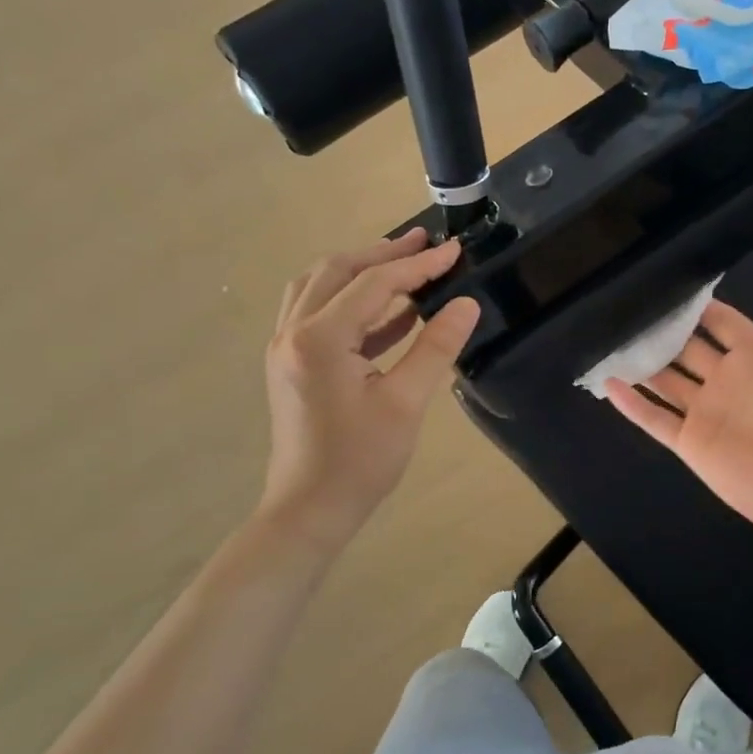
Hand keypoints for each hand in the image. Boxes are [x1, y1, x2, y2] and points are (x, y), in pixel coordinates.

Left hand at [259, 228, 480, 543]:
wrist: (309, 510)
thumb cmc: (360, 461)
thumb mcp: (406, 403)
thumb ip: (435, 347)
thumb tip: (466, 303)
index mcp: (320, 339)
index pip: (374, 284)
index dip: (417, 265)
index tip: (454, 251)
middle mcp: (293, 332)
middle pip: (337, 271)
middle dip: (384, 253)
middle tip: (425, 243)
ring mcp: (286, 346)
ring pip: (320, 286)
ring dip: (362, 270)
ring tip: (405, 265)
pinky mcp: (291, 363)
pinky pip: (318, 313)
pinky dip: (353, 301)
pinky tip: (392, 311)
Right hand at [606, 260, 752, 552]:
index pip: (722, 322)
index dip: (699, 306)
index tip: (669, 287)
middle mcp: (728, 380)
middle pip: (687, 349)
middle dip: (663, 331)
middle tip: (630, 308)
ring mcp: (707, 412)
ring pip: (666, 381)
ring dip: (642, 363)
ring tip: (611, 339)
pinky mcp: (692, 443)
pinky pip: (655, 420)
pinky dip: (632, 404)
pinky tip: (608, 383)